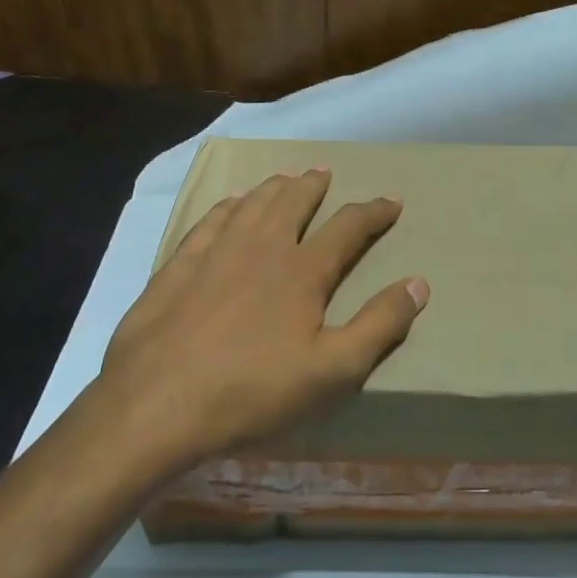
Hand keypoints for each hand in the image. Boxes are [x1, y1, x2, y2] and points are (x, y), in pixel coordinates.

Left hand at [84, 170, 427, 469]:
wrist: (157, 404)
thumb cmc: (253, 391)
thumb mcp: (333, 370)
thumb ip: (379, 325)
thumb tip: (419, 284)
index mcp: (302, 270)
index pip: (348, 227)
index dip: (373, 212)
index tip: (391, 201)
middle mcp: (261, 247)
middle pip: (293, 202)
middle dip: (313, 186)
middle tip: (324, 172)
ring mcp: (215, 253)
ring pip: (251, 205)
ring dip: (273, 188)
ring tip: (284, 178)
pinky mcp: (177, 267)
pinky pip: (209, 221)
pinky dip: (227, 206)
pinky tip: (229, 204)